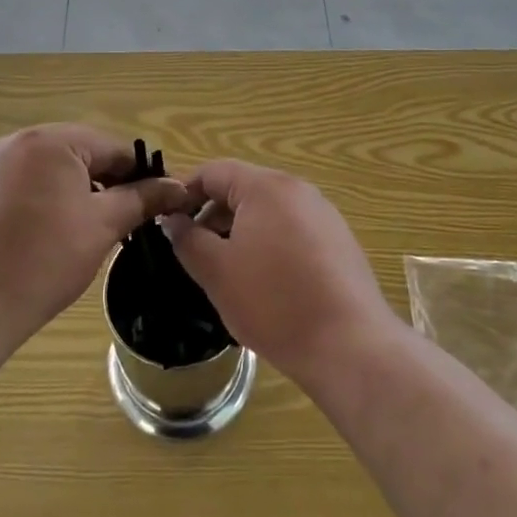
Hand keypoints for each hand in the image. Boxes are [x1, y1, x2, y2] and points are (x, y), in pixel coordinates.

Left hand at [0, 125, 189, 350]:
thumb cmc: (44, 260)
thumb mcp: (103, 226)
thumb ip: (142, 199)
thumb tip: (177, 187)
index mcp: (50, 140)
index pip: (111, 147)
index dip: (139, 175)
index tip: (156, 203)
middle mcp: (15, 140)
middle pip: (78, 153)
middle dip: (104, 182)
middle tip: (121, 220)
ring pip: (48, 168)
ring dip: (72, 190)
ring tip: (84, 229)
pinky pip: (20, 183)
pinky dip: (40, 199)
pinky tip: (44, 234)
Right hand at [161, 160, 402, 388]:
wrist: (349, 345)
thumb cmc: (274, 303)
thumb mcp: (217, 272)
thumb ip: (188, 239)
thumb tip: (173, 220)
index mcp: (266, 187)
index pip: (214, 171)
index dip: (185, 192)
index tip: (167, 221)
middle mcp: (298, 189)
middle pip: (243, 188)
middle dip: (213, 214)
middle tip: (193, 250)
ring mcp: (323, 214)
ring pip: (268, 210)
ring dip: (240, 230)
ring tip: (226, 269)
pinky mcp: (339, 240)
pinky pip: (292, 229)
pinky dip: (269, 243)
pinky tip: (265, 281)